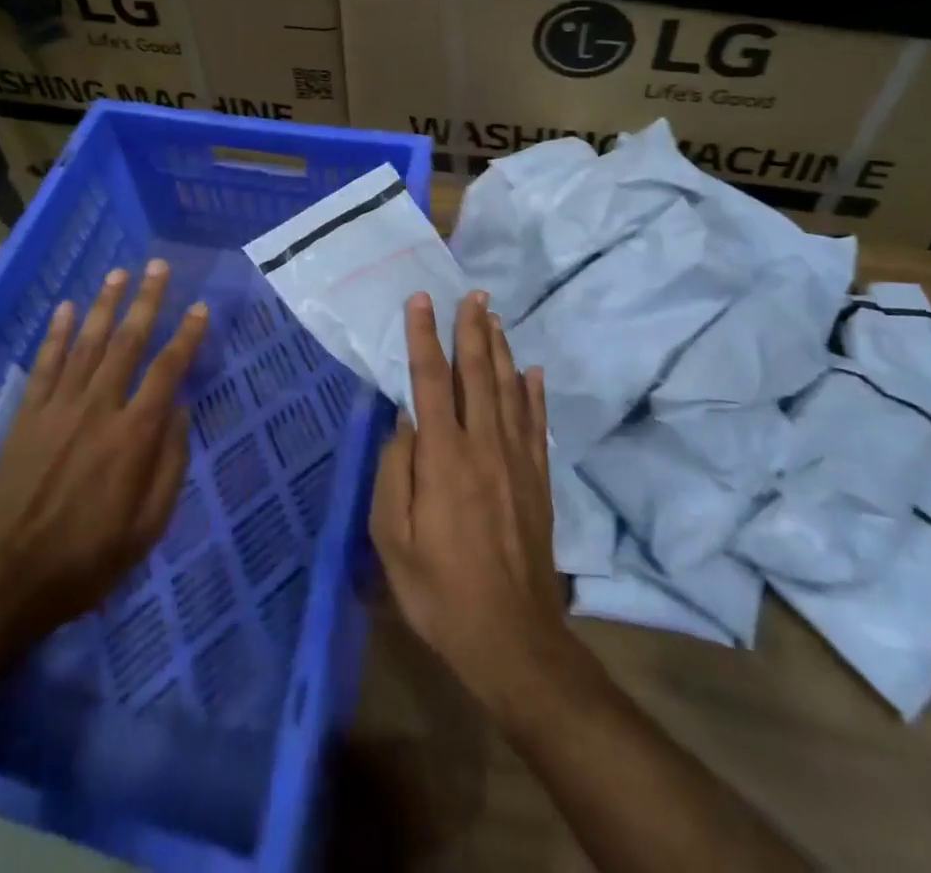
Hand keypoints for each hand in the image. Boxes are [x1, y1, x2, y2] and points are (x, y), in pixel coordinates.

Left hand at [0, 260, 207, 649]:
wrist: (3, 583)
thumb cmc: (85, 561)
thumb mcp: (147, 528)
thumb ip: (169, 465)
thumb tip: (180, 411)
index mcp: (133, 436)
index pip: (167, 371)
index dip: (186, 336)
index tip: (200, 308)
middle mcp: (98, 409)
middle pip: (127, 342)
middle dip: (146, 301)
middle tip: (159, 266)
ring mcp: (57, 409)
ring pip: (86, 344)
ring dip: (104, 305)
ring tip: (119, 272)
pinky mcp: (26, 417)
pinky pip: (45, 365)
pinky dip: (56, 334)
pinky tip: (65, 309)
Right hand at [370, 291, 585, 726]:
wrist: (511, 638)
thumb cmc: (439, 589)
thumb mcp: (393, 538)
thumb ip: (395, 472)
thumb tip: (405, 421)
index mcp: (444, 457)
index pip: (430, 381)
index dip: (424, 337)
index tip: (421, 300)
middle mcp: (483, 446)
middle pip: (478, 374)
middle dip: (472, 329)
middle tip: (472, 292)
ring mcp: (516, 461)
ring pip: (509, 390)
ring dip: (500, 350)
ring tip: (494, 317)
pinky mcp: (538, 480)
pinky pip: (535, 424)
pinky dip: (534, 393)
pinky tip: (532, 371)